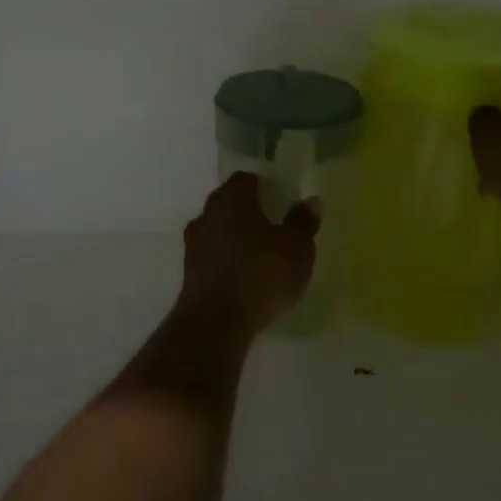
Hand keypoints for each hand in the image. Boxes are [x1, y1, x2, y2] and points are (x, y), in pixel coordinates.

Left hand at [177, 172, 319, 338]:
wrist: (215, 322)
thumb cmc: (261, 274)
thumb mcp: (297, 248)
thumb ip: (303, 222)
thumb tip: (311, 201)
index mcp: (232, 198)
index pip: (246, 179)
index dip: (265, 186)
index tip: (282, 200)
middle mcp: (208, 214)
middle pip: (229, 203)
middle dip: (250, 211)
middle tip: (275, 225)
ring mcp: (194, 243)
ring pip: (218, 229)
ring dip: (236, 237)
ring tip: (261, 254)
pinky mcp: (189, 272)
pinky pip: (212, 255)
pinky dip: (227, 259)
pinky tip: (244, 276)